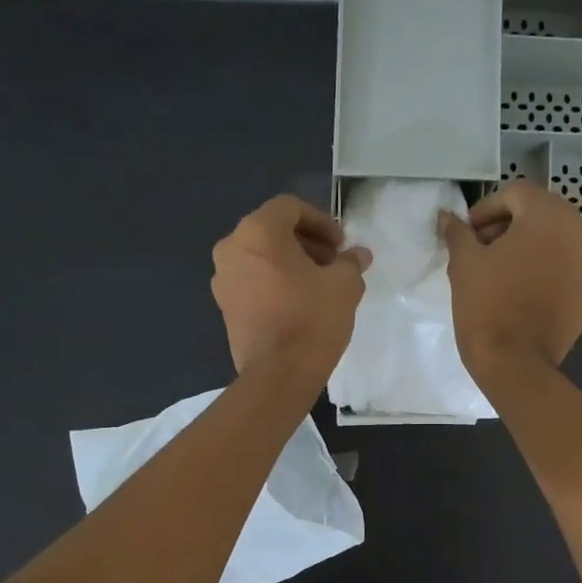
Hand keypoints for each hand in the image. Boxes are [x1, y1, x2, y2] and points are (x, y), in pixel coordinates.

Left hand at [211, 195, 371, 383]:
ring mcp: (223, 279)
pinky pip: (252, 280)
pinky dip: (274, 282)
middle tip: (333, 263)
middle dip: (306, 242)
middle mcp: (232, 248)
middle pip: (272, 230)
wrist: (278, 375)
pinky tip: (298, 303)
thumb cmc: (312, 319)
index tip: (341, 245)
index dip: (321, 221)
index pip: (290, 208)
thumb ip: (350, 262)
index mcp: (258, 232)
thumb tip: (358, 255)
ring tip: (318, 285)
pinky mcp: (225, 306)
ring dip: (290, 263)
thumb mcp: (344, 286)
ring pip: (261, 256)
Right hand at [439, 179, 581, 378]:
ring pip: (558, 240)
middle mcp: (581, 231)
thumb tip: (447, 217)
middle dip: (510, 226)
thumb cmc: (486, 306)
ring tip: (503, 272)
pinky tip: (525, 290)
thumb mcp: (464, 264)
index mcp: (550, 215)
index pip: (516, 193)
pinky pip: (569, 267)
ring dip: (531, 247)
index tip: (468, 234)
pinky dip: (549, 269)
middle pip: (541, 213)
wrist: (515, 363)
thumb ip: (458, 233)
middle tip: (482, 250)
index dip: (486, 209)